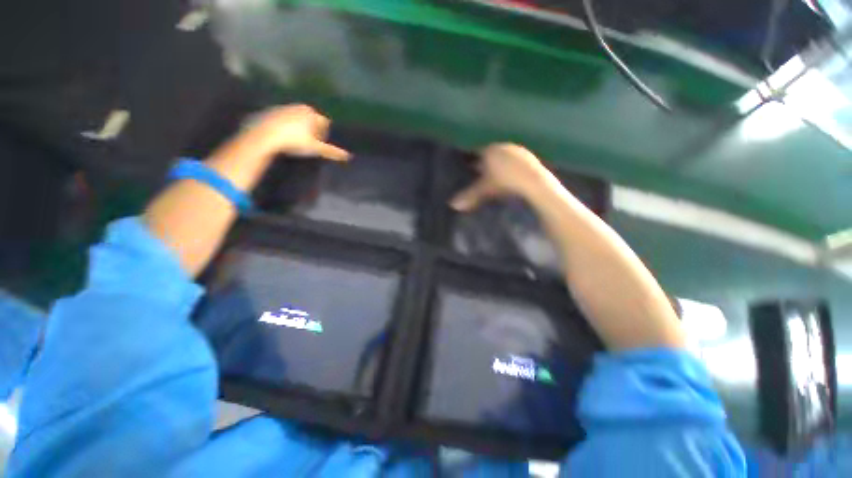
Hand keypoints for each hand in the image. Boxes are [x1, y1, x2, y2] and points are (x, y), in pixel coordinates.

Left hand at [245, 104, 349, 160]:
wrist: (266, 135)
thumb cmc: (295, 141)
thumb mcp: (316, 148)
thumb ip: (332, 151)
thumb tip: (349, 156)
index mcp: (313, 114)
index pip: (325, 123)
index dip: (324, 135)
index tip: (319, 144)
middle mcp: (301, 107)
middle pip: (313, 120)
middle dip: (313, 130)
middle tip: (309, 143)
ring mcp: (286, 107)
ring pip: (300, 119)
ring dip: (301, 128)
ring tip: (296, 141)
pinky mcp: (273, 111)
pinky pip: (286, 119)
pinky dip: (288, 126)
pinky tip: (285, 137)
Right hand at [450, 143, 555, 211]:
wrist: (533, 182)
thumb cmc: (505, 183)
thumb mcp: (485, 190)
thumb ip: (470, 195)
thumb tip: (453, 205)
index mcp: (490, 150)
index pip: (477, 152)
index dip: (472, 160)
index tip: (469, 167)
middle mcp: (503, 146)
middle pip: (489, 153)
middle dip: (484, 162)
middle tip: (479, 173)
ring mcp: (517, 150)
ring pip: (503, 156)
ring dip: (498, 163)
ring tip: (494, 175)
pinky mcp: (529, 156)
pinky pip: (515, 160)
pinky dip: (510, 166)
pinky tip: (510, 176)